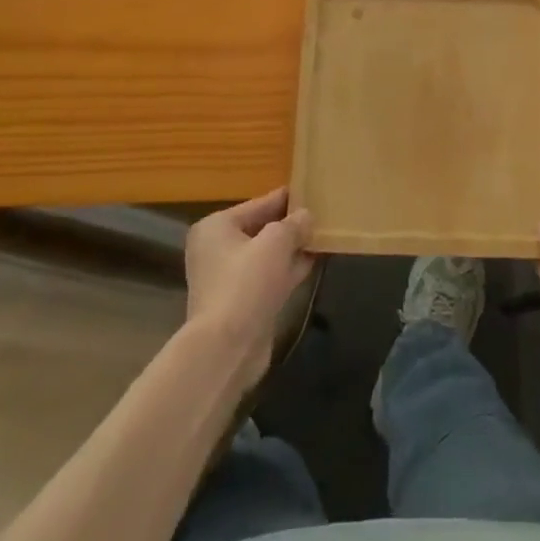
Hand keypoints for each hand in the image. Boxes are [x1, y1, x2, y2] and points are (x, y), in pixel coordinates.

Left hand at [185, 189, 314, 383]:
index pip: (259, 204)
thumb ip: (294, 224)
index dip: (288, 199)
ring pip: (268, 255)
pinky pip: (269, 277)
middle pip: (262, 229)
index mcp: (216, 227)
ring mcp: (229, 278)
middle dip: (291, 225)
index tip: (313, 191)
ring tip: (323, 236)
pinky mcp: (242, 303)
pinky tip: (314, 262)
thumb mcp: (276, 242)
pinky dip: (288, 270)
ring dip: (293, 248)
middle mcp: (217, 249)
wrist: (227, 349)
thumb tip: (306, 217)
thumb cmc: (246, 283)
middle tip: (323, 215)